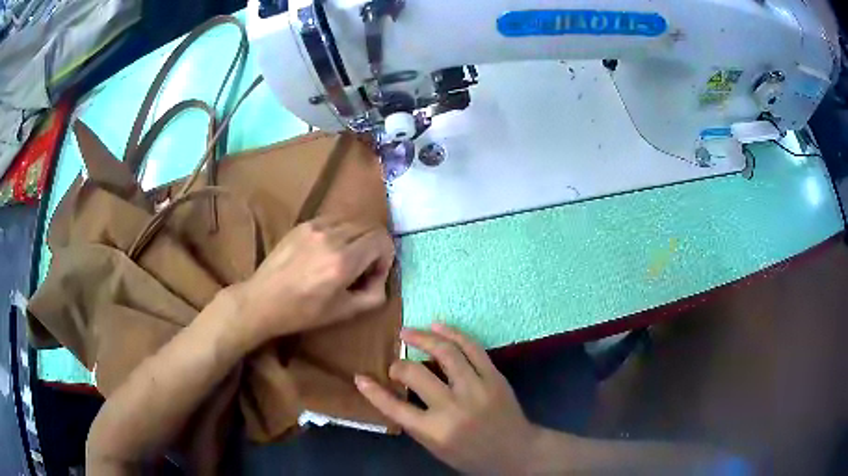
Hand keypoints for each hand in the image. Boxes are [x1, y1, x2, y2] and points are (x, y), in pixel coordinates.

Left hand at [233, 218, 394, 348]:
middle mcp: (331, 237)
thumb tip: (381, 277)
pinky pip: (333, 220)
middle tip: (364, 267)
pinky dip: (341, 232)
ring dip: (358, 237)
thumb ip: (374, 295)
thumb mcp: (344, 312)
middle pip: (370, 226)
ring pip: (352, 220)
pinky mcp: (302, 224)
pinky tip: (328, 250)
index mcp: (343, 261)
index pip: (381, 239)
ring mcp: (315, 227)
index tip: (375, 273)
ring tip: (346, 257)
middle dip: (375, 246)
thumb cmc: (303, 312)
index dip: (386, 256)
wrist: (262, 300)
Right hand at [355, 323, 540, 473]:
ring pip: (446, 352)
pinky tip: (438, 325)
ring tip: (407, 332)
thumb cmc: (472, 456)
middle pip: (416, 374)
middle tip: (394, 362)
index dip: (373, 391)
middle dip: (399, 365)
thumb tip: (397, 392)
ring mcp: (476, 388)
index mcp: (435, 431)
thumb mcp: (437, 448)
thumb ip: (417, 422)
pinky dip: (453, 333)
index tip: (360, 377)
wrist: (516, 452)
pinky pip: (472, 348)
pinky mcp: (494, 376)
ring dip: (422, 337)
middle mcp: (453, 407)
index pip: (394, 407)